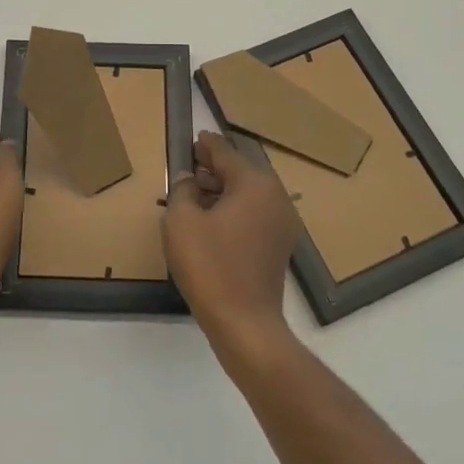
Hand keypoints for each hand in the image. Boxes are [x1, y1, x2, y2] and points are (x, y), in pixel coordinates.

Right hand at [164, 131, 300, 357]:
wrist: (245, 323)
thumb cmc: (210, 266)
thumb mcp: (181, 221)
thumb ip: (182, 190)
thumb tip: (189, 178)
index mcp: (254, 183)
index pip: (225, 152)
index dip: (205, 145)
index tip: (192, 139)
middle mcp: (275, 196)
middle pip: (240, 170)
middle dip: (214, 167)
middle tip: (190, 164)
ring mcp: (282, 222)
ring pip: (248, 192)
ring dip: (223, 189)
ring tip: (195, 192)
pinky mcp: (280, 244)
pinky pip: (254, 213)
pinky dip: (234, 208)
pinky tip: (211, 218)